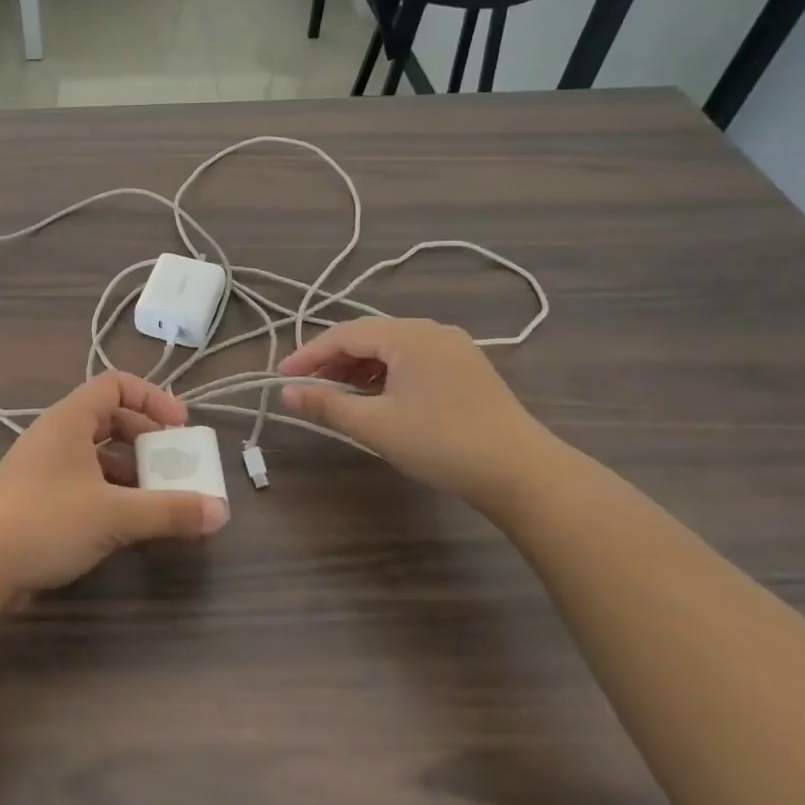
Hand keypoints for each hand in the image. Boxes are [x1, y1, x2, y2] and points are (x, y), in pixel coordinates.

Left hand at [0, 373, 229, 593]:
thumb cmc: (46, 522)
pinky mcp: (36, 497)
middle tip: (173, 463)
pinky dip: (110, 492)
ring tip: (158, 497)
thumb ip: (169, 511)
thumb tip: (221, 511)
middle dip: (145, 438)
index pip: (115, 385)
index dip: (152, 398)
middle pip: (108, 418)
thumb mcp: (115, 514)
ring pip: (96, 454)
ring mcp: (43, 467)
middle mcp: (55, 434)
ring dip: (130, 470)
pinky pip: (83, 480)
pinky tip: (127, 521)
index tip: (181, 427)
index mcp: (69, 419)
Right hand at [279, 317, 556, 515]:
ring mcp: (452, 348)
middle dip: (332, 360)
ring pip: (389, 348)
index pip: (343, 334)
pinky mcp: (466, 368)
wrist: (523, 474)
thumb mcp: (375, 425)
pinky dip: (385, 374)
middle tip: (306, 386)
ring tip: (336, 394)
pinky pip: (411, 360)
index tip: (281, 376)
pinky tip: (375, 398)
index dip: (308, 355)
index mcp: (407, 334)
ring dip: (358, 368)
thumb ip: (326, 404)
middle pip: (367, 336)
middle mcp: (430, 330)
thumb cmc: (441, 443)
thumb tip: (285, 392)